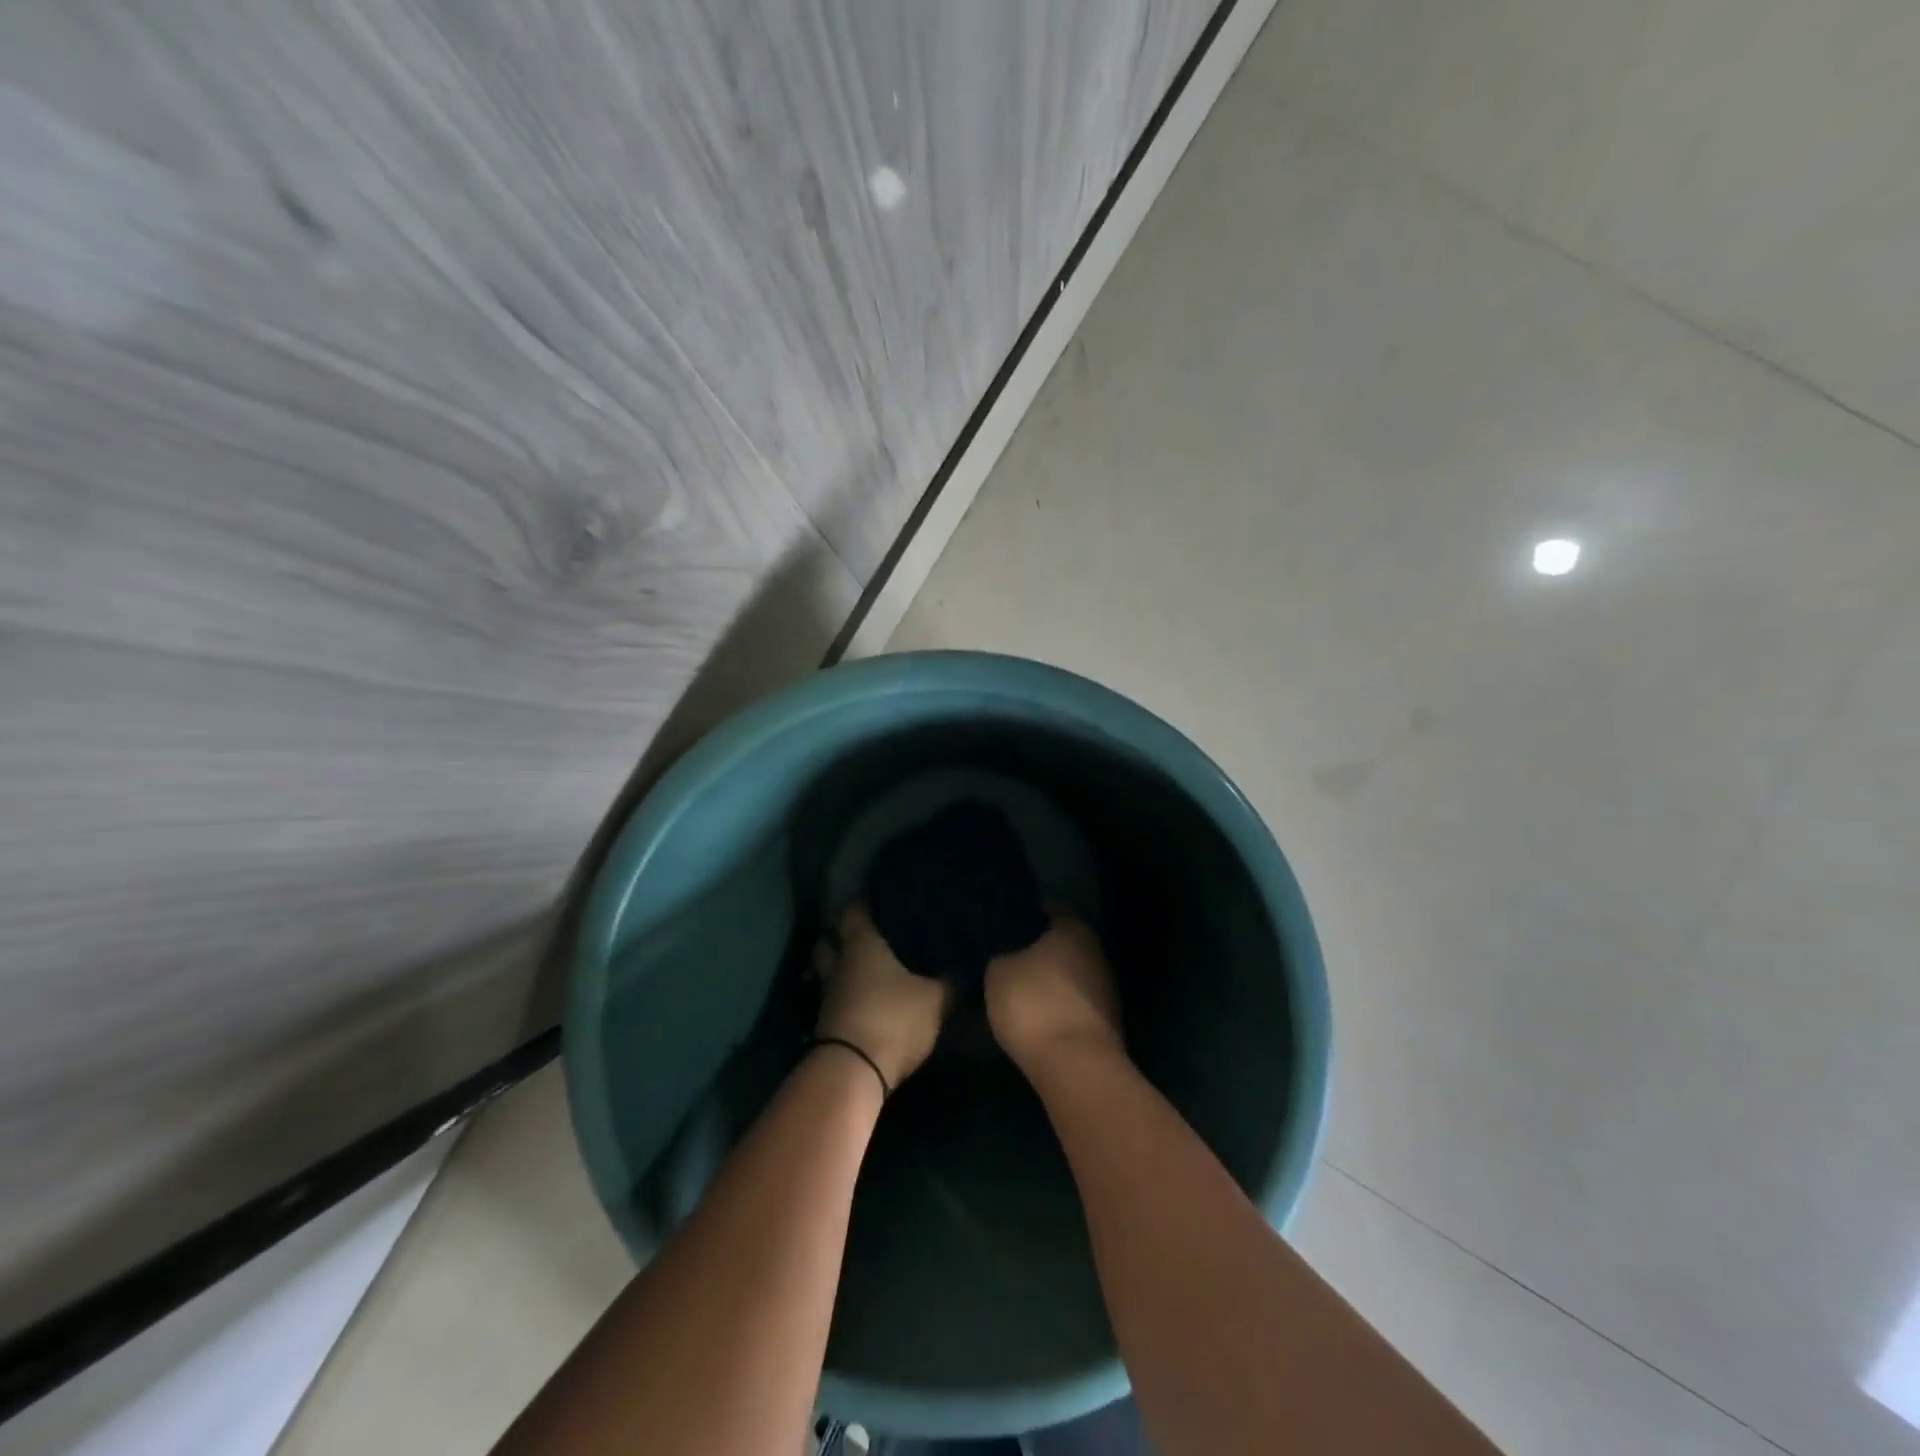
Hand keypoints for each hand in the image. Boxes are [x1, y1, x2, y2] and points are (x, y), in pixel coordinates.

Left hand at [816, 904, 947, 1089]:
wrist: (854, 1071)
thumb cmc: (893, 1019)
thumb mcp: (935, 999)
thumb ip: (950, 980)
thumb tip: (964, 963)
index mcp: (861, 943)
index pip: (853, 910)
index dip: (864, 902)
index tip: (881, 898)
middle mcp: (840, 963)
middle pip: (830, 939)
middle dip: (844, 935)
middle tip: (870, 933)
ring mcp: (829, 994)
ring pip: (830, 970)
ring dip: (843, 968)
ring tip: (867, 968)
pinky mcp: (827, 1023)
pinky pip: (836, 998)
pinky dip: (847, 995)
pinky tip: (866, 999)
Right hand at [985, 913, 1123, 1072]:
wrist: (1076, 1066)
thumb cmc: (1034, 1004)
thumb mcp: (998, 972)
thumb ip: (1003, 955)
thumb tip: (1007, 954)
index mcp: (1074, 930)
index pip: (1053, 909)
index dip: (1031, 913)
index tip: (1010, 921)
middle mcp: (1097, 952)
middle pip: (1067, 943)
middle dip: (1043, 948)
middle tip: (1013, 955)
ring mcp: (1107, 989)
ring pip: (1074, 974)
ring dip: (1053, 980)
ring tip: (1023, 988)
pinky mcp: (1108, 1023)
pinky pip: (1077, 1003)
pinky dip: (1060, 1005)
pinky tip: (1039, 1015)